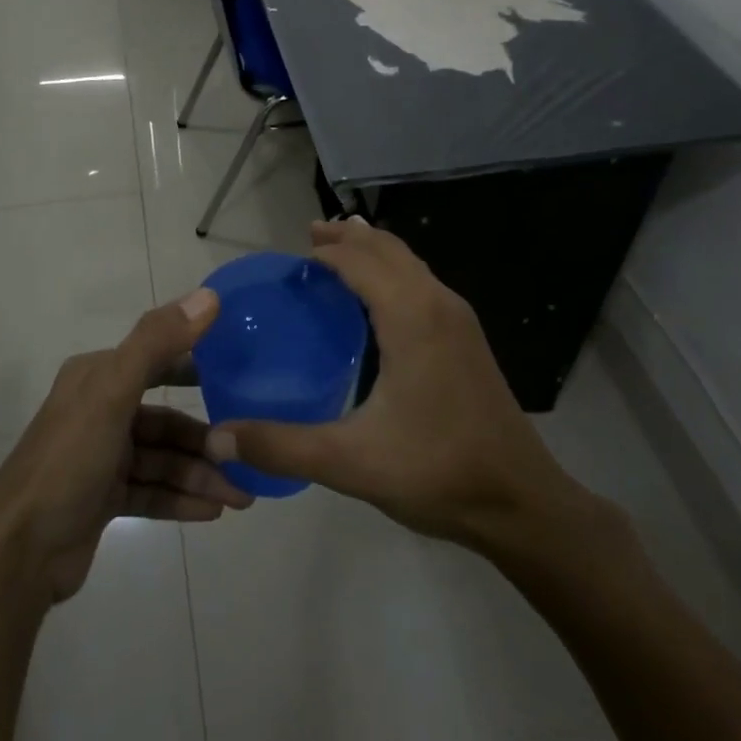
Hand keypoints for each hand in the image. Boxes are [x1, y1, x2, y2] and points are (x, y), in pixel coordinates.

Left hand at [0, 290, 251, 604]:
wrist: (18, 553)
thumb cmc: (68, 461)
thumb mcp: (112, 393)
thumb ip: (157, 343)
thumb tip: (209, 297)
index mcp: (97, 377)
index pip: (157, 359)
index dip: (198, 364)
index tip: (242, 374)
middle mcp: (100, 410)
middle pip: (165, 419)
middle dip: (206, 439)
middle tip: (247, 454)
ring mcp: (102, 457)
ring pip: (163, 460)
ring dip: (200, 475)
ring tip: (241, 496)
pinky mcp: (104, 498)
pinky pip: (153, 491)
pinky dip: (182, 498)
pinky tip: (214, 512)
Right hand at [206, 220, 601, 550]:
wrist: (520, 502)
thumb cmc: (436, 471)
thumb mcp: (350, 462)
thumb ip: (281, 446)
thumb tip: (219, 436)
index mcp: (411, 316)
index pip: (359, 260)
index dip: (324, 252)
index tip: (290, 260)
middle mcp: (438, 303)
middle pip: (387, 248)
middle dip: (347, 238)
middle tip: (309, 238)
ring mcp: (459, 319)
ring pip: (411, 262)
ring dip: (374, 251)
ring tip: (338, 255)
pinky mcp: (468, 339)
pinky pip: (423, 283)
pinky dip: (394, 273)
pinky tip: (378, 303)